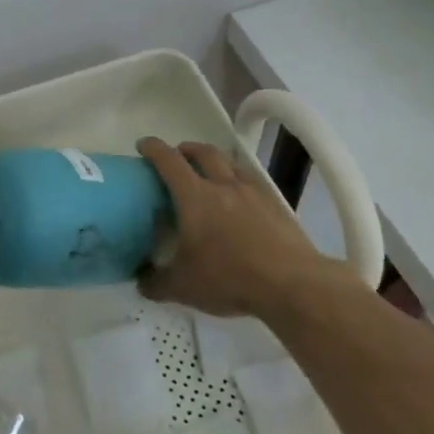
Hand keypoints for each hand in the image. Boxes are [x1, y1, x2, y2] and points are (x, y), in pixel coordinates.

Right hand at [135, 137, 342, 315]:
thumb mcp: (183, 287)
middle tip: (177, 157)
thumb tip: (141, 281)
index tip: (143, 146)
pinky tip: (240, 200)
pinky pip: (252, 183)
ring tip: (210, 175)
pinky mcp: (276, 206)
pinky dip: (239, 182)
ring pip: (231, 164)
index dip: (153, 148)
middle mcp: (223, 185)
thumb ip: (156, 282)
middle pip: (204, 152)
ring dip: (216, 162)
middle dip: (186, 149)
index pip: (169, 161)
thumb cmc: (229, 278)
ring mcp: (253, 193)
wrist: (292, 284)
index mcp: (195, 197)